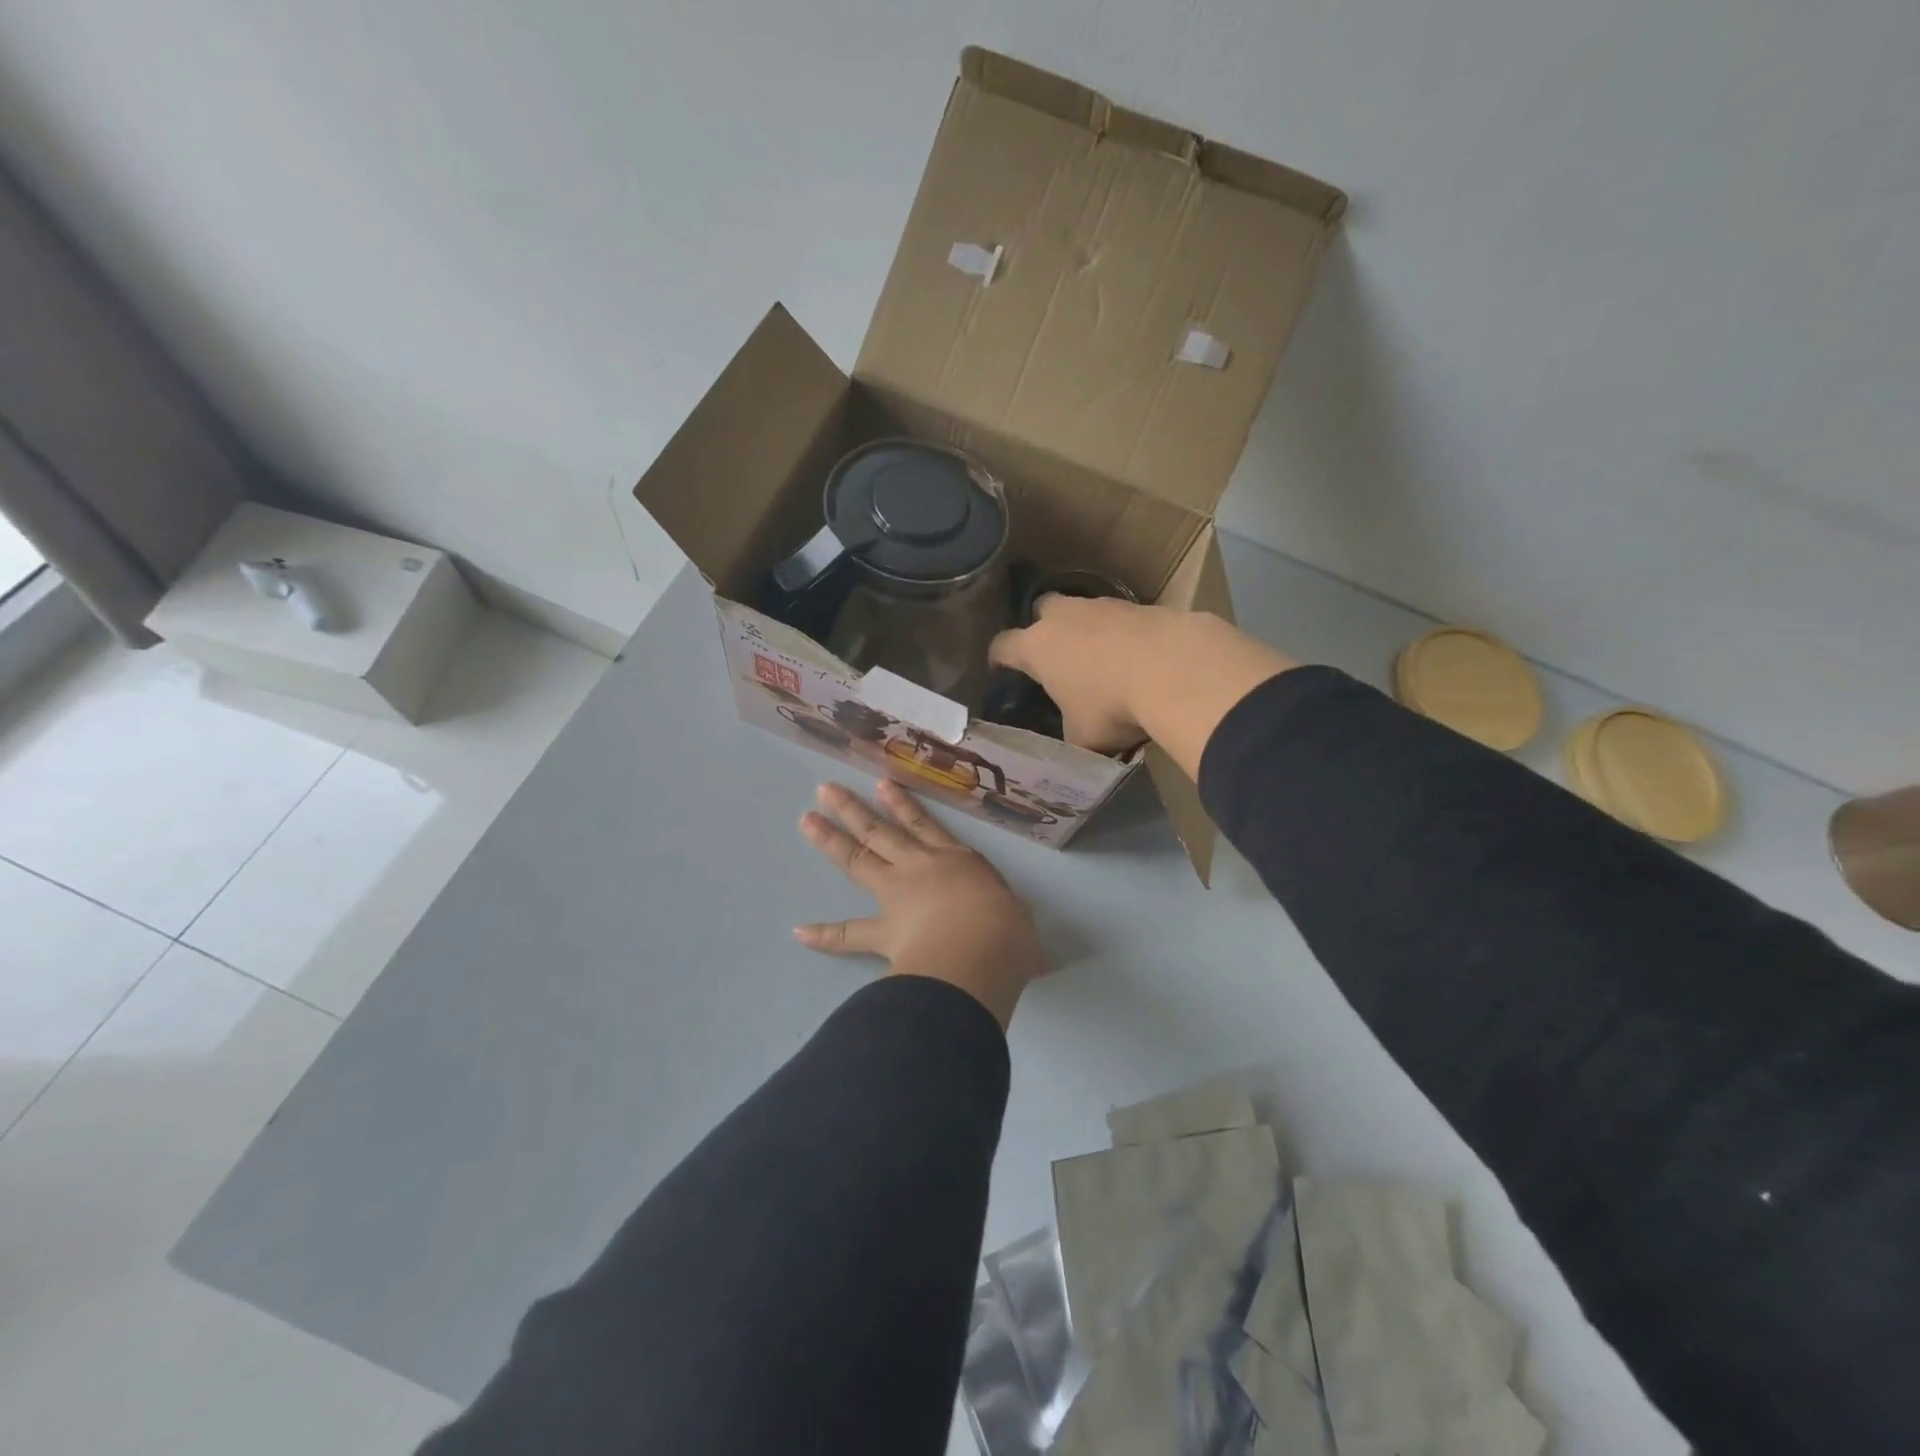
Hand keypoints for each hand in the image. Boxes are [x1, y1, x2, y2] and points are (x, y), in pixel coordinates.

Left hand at [795, 781, 1042, 1028]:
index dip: (902, 805)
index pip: (924, 826)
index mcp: (957, 860)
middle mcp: (920, 869)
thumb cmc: (1007, 929)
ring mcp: (897, 896)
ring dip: (831, 841)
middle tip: (825, 791)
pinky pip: (848, 934)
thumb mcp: (1017, 919)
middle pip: (880, 832)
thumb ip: (1009, 921)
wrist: (981, 950)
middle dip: (853, 810)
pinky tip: (799, 932)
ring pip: (858, 862)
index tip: (882, 785)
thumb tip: (1020, 941)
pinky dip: (824, 935)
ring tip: (808, 821)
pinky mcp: (883, 932)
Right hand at [989, 597, 1298, 771]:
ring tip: (1101, 660)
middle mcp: (1063, 617)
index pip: (1002, 646)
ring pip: (1083, 611)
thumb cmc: (1111, 706)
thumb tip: (1073, 743)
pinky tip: (1137, 658)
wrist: (1175, 669)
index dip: (999, 659)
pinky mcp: (1141, 604)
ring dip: (1086, 630)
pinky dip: (1123, 634)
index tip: (1001, 671)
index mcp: (1036, 648)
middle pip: (1041, 610)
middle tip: (1055, 657)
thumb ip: (1069, 735)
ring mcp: (1103, 605)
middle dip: (1044, 628)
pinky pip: (1121, 618)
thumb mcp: (1082, 737)